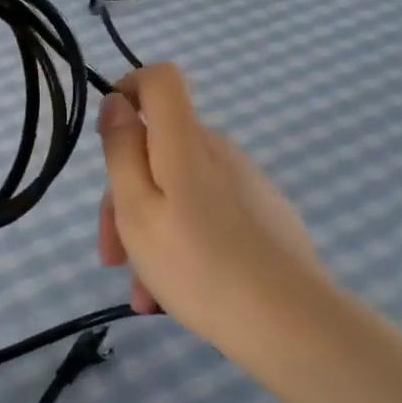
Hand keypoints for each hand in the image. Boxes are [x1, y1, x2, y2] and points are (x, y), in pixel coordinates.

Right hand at [96, 63, 329, 346]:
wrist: (292, 324)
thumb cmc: (196, 263)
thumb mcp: (136, 208)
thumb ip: (122, 150)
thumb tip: (117, 103)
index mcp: (185, 140)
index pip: (160, 78)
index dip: (129, 89)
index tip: (109, 136)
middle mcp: (219, 151)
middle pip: (160, 147)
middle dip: (125, 194)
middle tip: (112, 254)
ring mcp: (245, 184)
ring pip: (178, 190)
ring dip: (149, 231)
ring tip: (143, 291)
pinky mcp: (263, 216)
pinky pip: (207, 214)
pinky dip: (182, 242)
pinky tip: (173, 294)